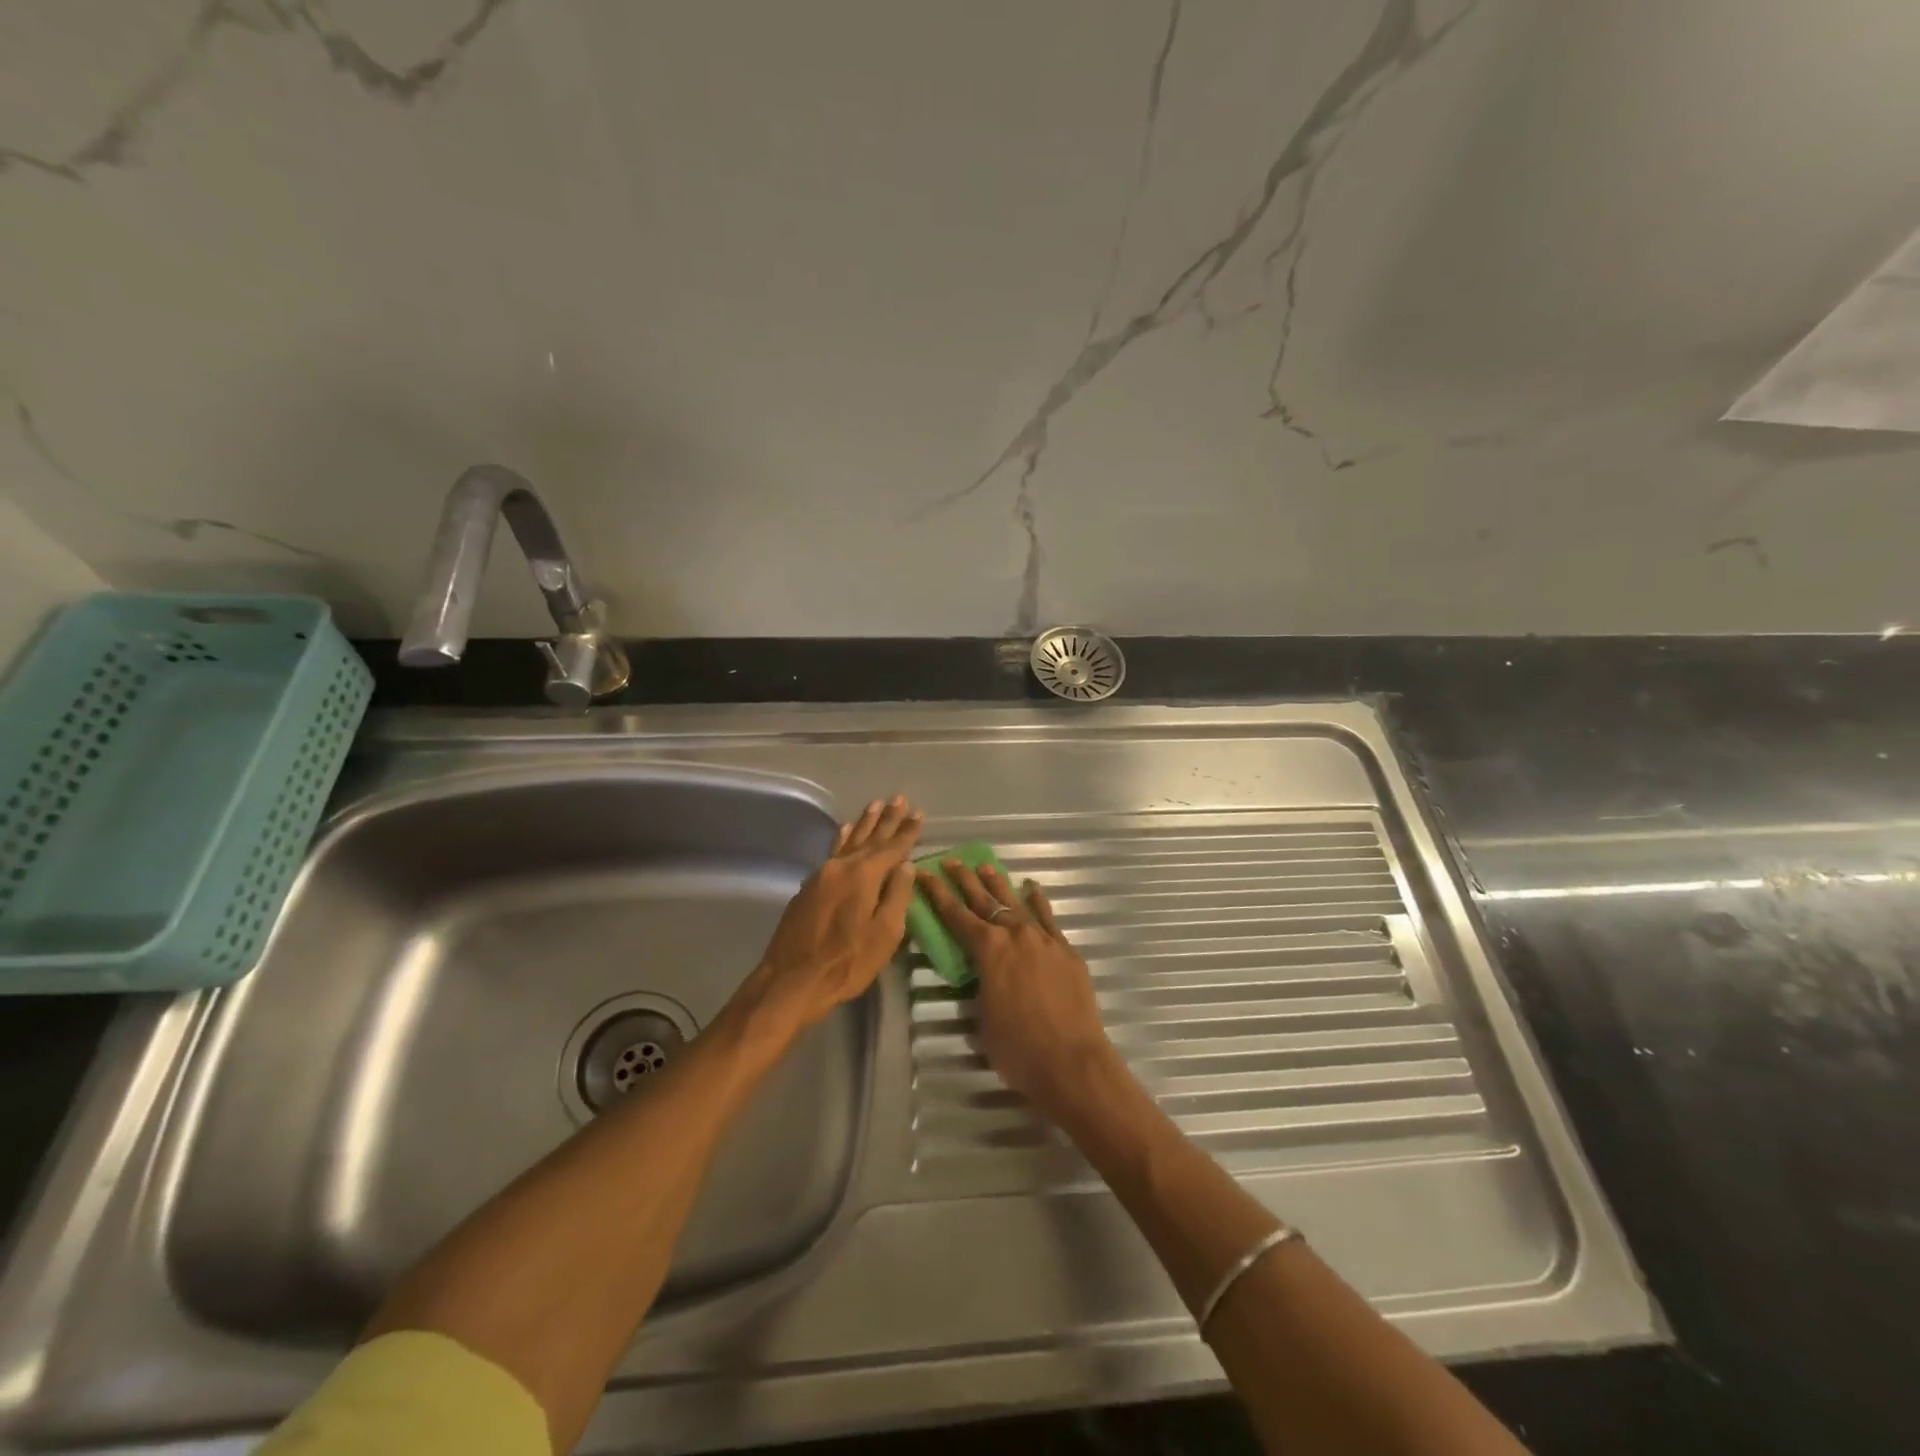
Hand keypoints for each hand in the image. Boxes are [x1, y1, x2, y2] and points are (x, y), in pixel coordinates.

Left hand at [748, 796, 922, 1033]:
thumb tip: (907, 867)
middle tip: (898, 798)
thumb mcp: (884, 935)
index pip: (893, 848)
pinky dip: (841, 839)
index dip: (907, 831)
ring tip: (874, 805)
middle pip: (870, 838)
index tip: (918, 813)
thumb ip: (897, 896)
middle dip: (886, 819)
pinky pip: (832, 852)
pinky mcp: (809, 887)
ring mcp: (822, 875)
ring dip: (864, 824)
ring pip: (848, 842)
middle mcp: (842, 867)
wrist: (791, 980)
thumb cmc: (846, 962)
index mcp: (864, 876)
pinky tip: (844, 831)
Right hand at [914, 859, 1118, 1126]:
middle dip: (965, 879)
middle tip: (952, 861)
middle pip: (985, 900)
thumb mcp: (983, 1018)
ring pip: (1016, 903)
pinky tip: (1032, 889)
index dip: (937, 893)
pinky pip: (1048, 918)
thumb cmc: (1018, 1048)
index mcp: (989, 950)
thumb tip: (983, 975)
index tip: (924, 872)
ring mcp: (1044, 939)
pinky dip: (1038, 902)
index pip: (956, 915)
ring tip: (985, 866)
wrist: (1072, 1062)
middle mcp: (1015, 934)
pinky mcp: (1066, 950)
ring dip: (999, 884)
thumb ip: (980, 986)